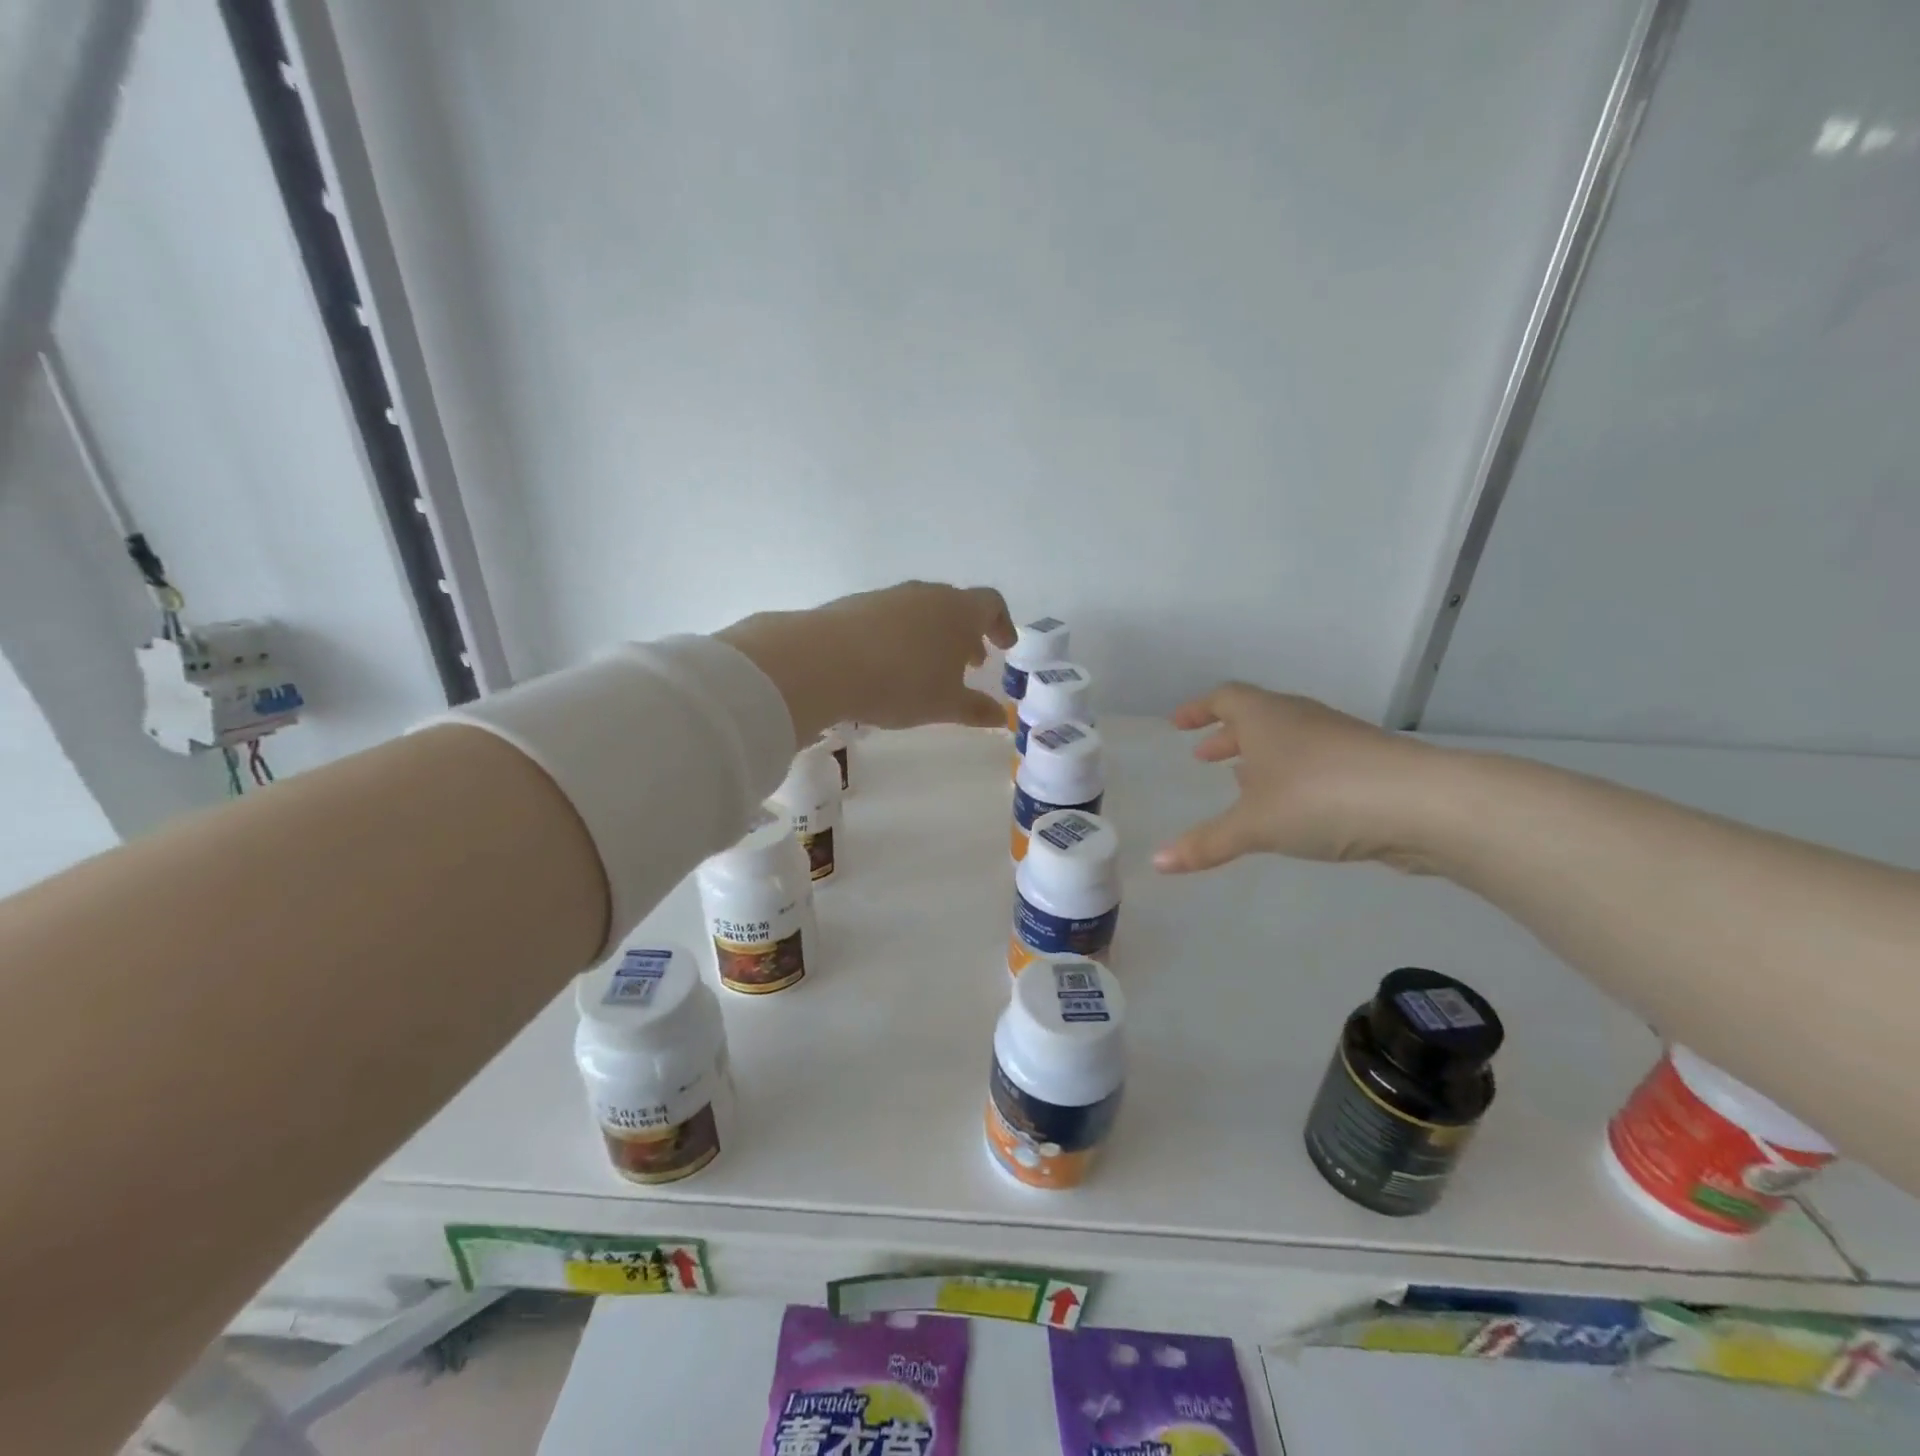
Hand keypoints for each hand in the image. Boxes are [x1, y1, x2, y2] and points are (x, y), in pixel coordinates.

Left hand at [719, 582, 1015, 741]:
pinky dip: (900, 636)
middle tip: (970, 662)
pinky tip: (888, 664)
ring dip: (932, 634)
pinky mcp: (856, 604)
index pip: (992, 604)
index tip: (1004, 646)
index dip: (1002, 624)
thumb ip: (975, 709)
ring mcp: (889, 596)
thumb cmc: (902, 683)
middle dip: (966, 633)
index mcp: (958, 610)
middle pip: (955, 605)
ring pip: (921, 610)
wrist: (825, 662)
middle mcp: (926, 594)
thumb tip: (1000, 717)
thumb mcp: (945, 705)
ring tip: (928, 667)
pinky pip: (890, 617)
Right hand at [1153, 684, 1440, 872]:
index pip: (1224, 698)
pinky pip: (1313, 762)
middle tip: (1204, 756)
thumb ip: (1206, 843)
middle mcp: (1300, 719)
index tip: (1178, 725)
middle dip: (1226, 737)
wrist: (1422, 804)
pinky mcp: (1365, 766)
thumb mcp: (1253, 825)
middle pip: (1255, 717)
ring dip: (1260, 757)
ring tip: (1241, 782)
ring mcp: (1337, 740)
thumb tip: (1157, 863)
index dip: (1198, 709)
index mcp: (1266, 717)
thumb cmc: (1319, 798)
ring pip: (1287, 740)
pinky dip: (1290, 776)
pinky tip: (1290, 806)